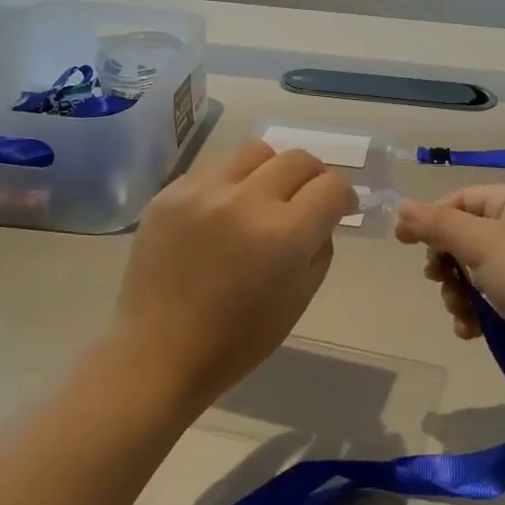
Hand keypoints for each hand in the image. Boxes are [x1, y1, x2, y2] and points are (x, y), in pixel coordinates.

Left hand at [111, 139, 356, 411]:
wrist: (159, 352)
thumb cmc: (239, 338)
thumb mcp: (300, 297)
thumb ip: (320, 245)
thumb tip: (322, 215)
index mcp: (284, 235)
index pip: (332, 186)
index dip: (344, 197)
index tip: (340, 209)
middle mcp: (245, 201)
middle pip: (298, 158)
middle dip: (313, 177)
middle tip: (307, 200)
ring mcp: (202, 192)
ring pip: (255, 152)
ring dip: (271, 172)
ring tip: (262, 200)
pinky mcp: (169, 193)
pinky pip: (214, 170)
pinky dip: (230, 186)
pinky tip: (221, 217)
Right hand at [395, 185, 504, 387]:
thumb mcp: (480, 243)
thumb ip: (437, 224)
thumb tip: (401, 207)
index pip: (460, 200)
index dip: (431, 219)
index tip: (405, 244)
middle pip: (464, 237)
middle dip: (446, 263)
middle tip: (439, 280)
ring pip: (473, 272)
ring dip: (458, 293)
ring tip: (461, 312)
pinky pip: (489, 299)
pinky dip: (475, 313)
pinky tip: (470, 331)